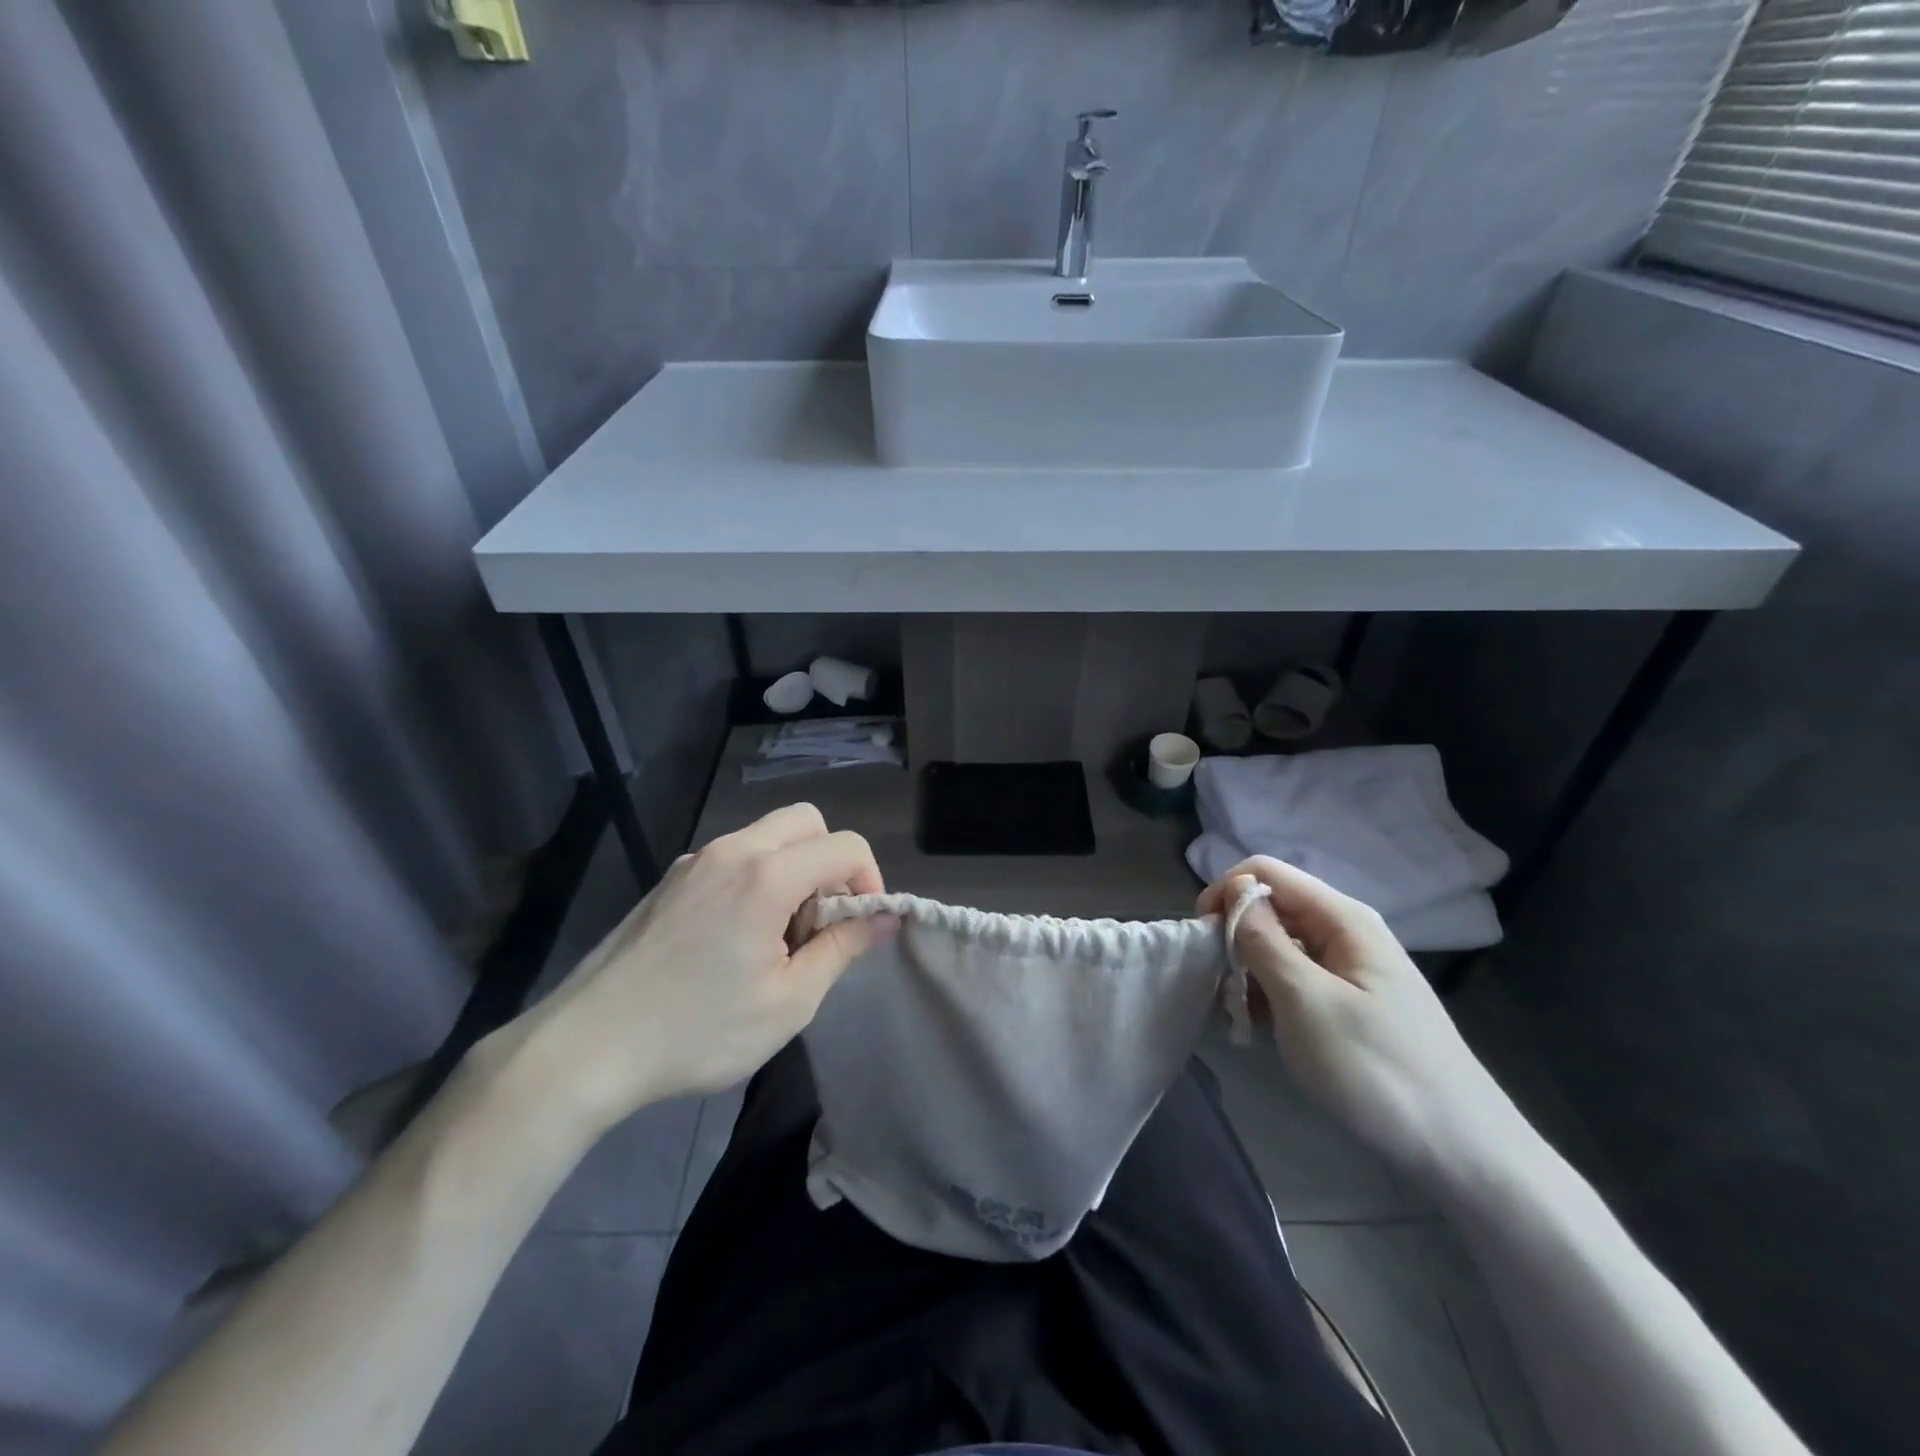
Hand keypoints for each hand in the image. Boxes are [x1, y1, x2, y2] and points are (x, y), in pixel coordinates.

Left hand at [498, 804, 892, 1130]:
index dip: (870, 881)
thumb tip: (885, 918)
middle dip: (830, 861)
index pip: (845, 845)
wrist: (586, 1047)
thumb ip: (843, 949)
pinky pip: (732, 857)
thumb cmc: (698, 1030)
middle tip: (820, 920)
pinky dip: (756, 876)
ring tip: (777, 936)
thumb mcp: (789, 1002)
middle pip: (806, 821)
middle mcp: (732, 850)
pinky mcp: (670, 880)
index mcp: (766, 875)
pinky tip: (734, 938)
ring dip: (792, 868)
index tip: (859, 927)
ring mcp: (695, 861)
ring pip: (766, 835)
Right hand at [1198, 857, 1533, 1190]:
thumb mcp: (1305, 1001)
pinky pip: (1295, 978)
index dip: (1225, 893)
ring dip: (1247, 972)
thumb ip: (1263, 940)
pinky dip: (1269, 995)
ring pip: (1278, 945)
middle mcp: (1346, 932)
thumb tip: (1236, 889)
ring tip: (1235, 1018)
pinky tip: (1259, 1030)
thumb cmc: (1376, 1070)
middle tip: (1218, 989)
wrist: (1462, 1152)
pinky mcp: (1350, 1002)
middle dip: (1233, 939)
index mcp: (1342, 918)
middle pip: (1271, 908)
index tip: (1202, 940)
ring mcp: (1350, 969)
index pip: (1264, 872)